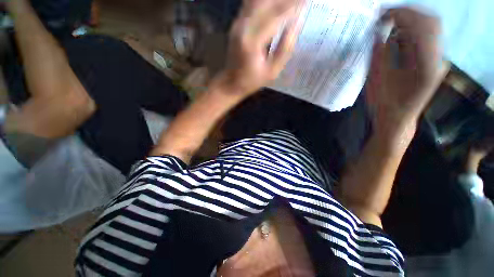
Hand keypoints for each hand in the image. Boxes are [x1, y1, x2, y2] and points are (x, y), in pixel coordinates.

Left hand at [217, 0, 302, 95]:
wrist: (230, 83)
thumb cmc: (252, 81)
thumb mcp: (272, 72)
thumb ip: (285, 49)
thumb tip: (297, 23)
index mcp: (253, 42)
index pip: (277, 15)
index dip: (294, 5)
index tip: (307, 1)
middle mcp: (243, 27)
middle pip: (267, 2)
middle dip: (286, 0)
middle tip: (300, 1)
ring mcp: (238, 23)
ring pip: (258, 0)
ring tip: (290, 3)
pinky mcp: (237, 23)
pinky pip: (251, 3)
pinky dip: (265, 1)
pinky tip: (274, 3)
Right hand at [366, 7, 448, 130]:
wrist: (397, 119)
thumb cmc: (384, 104)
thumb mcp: (377, 81)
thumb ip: (380, 54)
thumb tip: (379, 32)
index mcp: (426, 65)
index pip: (422, 25)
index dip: (401, 14)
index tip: (381, 15)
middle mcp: (438, 60)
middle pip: (431, 22)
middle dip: (407, 14)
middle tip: (385, 17)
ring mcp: (438, 60)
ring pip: (431, 28)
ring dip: (410, 21)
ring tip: (390, 25)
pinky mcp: (434, 62)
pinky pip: (427, 38)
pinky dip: (412, 31)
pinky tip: (398, 36)